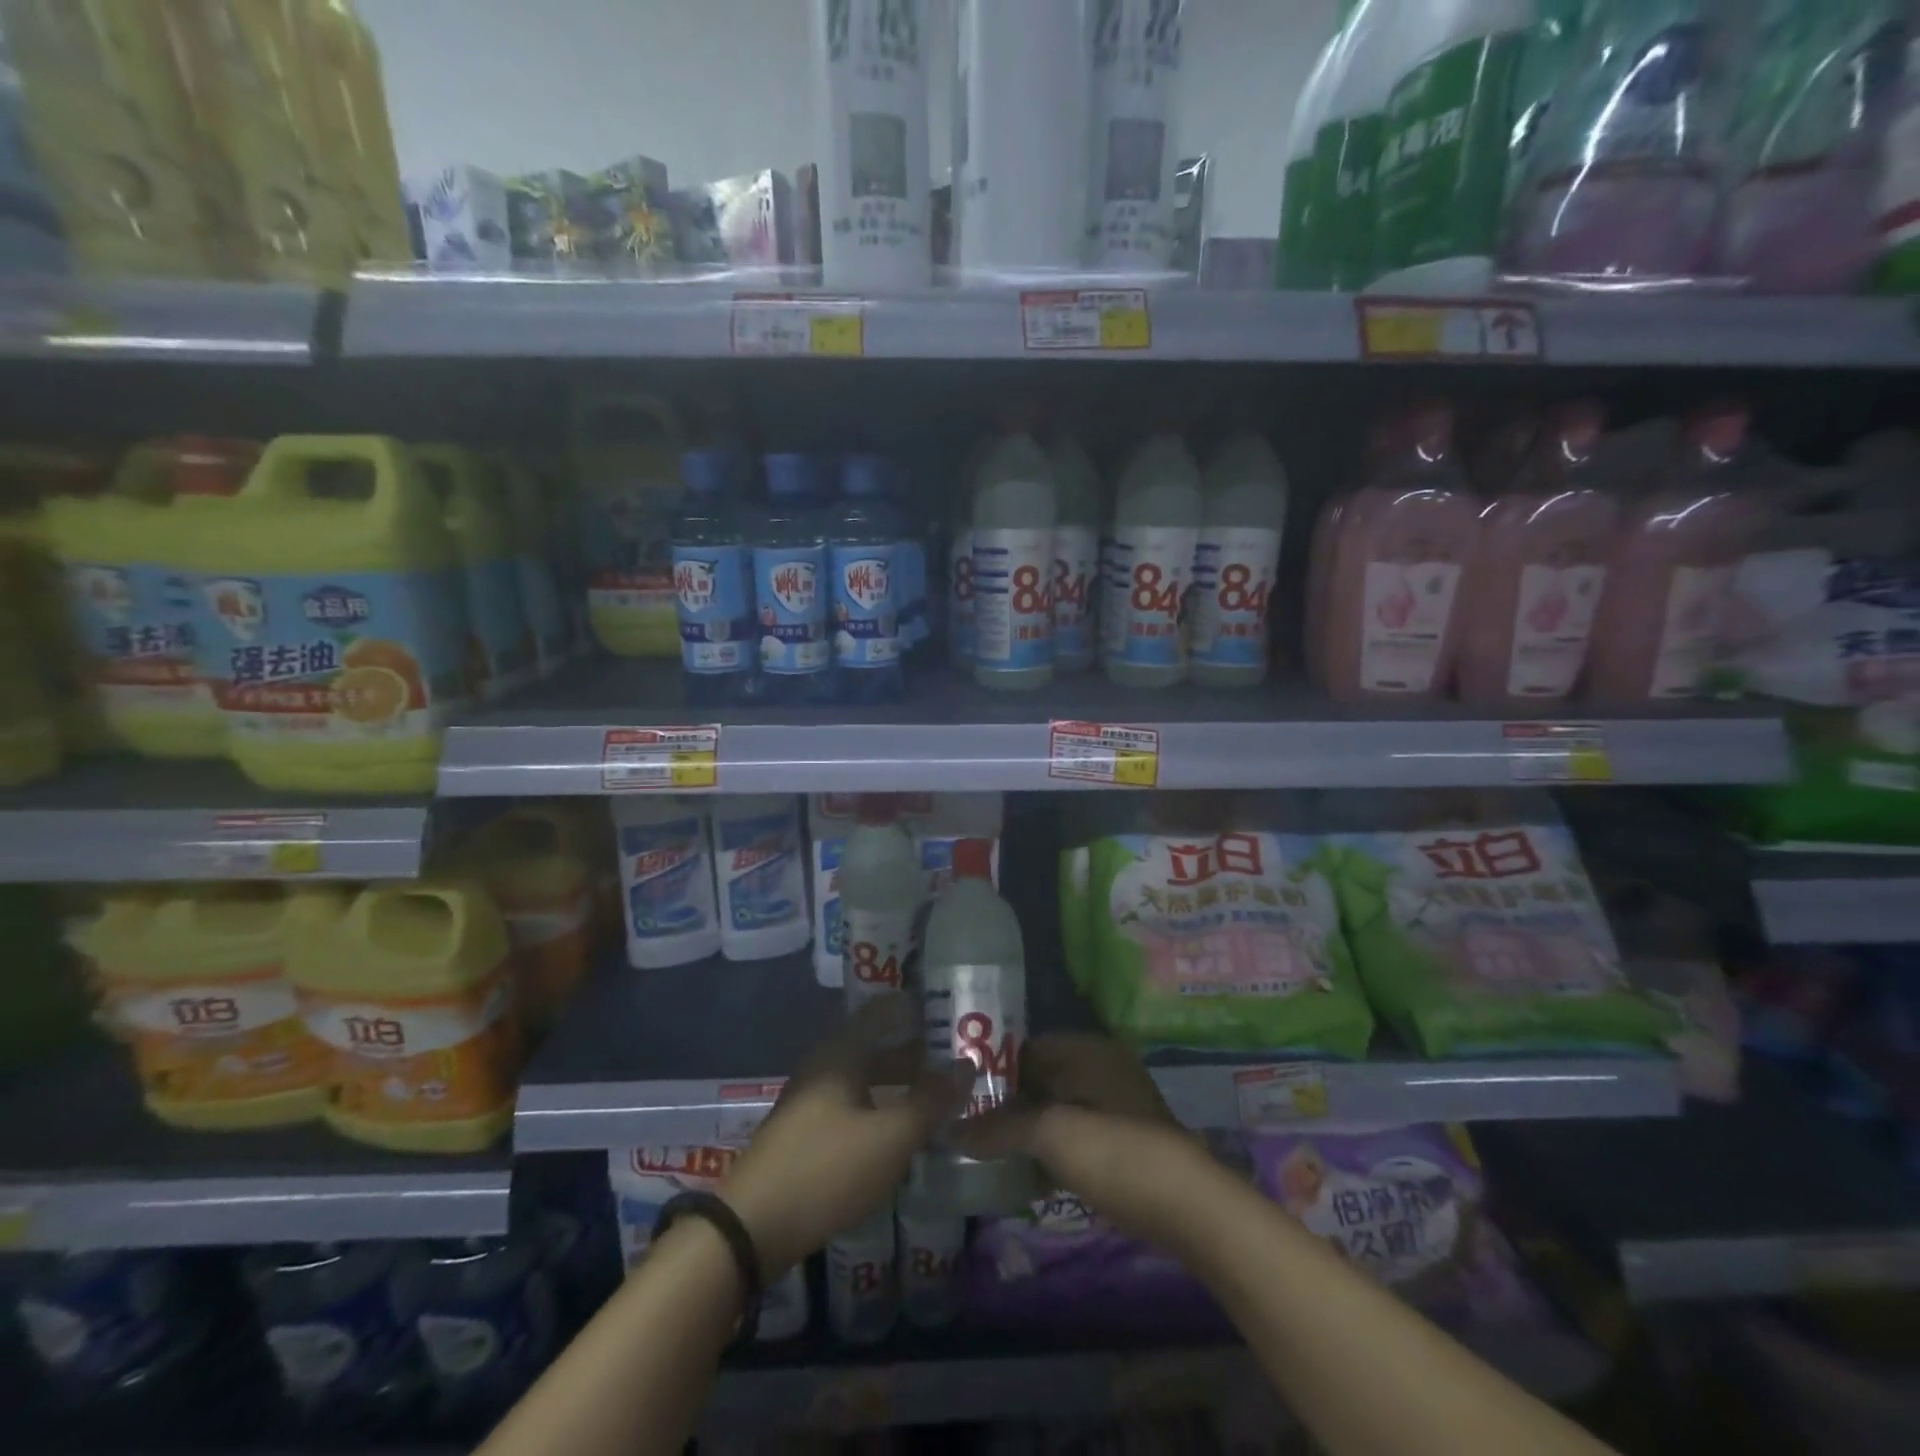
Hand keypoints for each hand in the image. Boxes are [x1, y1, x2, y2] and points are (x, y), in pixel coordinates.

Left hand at [723, 999, 974, 1277]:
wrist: (751, 1228)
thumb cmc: (826, 1168)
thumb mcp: (890, 1137)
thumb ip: (931, 1100)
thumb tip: (967, 1065)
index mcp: (841, 1052)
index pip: (881, 1010)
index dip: (912, 1007)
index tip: (946, 1009)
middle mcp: (824, 1066)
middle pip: (875, 1045)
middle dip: (914, 1050)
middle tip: (954, 1058)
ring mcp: (811, 1100)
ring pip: (865, 1079)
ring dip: (899, 1083)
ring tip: (938, 1095)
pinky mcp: (806, 1133)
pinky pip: (853, 1105)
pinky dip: (881, 1108)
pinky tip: (902, 1131)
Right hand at [954, 1033, 1225, 1252]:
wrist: (1189, 1208)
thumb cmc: (1114, 1153)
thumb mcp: (1051, 1134)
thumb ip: (1000, 1127)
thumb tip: (951, 1131)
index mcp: (1087, 1050)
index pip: (1025, 1047)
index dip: (991, 1070)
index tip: (959, 1096)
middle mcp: (1101, 1068)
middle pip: (1040, 1079)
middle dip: (1007, 1104)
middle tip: (968, 1128)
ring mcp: (1115, 1105)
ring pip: (1057, 1109)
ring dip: (1027, 1130)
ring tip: (989, 1153)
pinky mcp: (1123, 1141)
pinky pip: (1074, 1135)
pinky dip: (1051, 1150)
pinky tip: (1027, 1175)